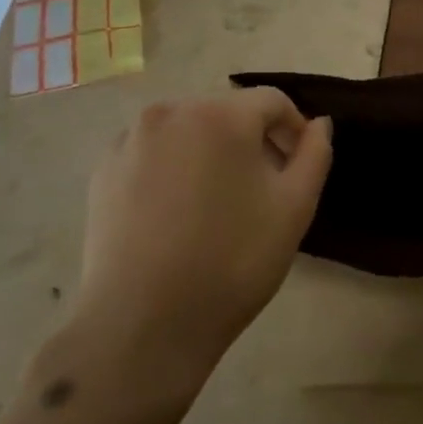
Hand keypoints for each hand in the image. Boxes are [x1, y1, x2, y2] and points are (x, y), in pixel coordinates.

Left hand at [72, 88, 332, 381]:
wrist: (143, 322)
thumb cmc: (233, 260)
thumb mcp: (295, 207)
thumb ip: (315, 154)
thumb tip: (320, 124)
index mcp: (220, 115)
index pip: (272, 101)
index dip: (295, 129)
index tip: (299, 167)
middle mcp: (170, 112)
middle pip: (227, 112)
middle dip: (253, 140)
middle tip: (264, 188)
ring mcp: (129, 140)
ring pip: (188, 131)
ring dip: (213, 152)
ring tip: (219, 203)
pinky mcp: (102, 171)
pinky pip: (153, 153)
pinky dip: (174, 168)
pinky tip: (178, 213)